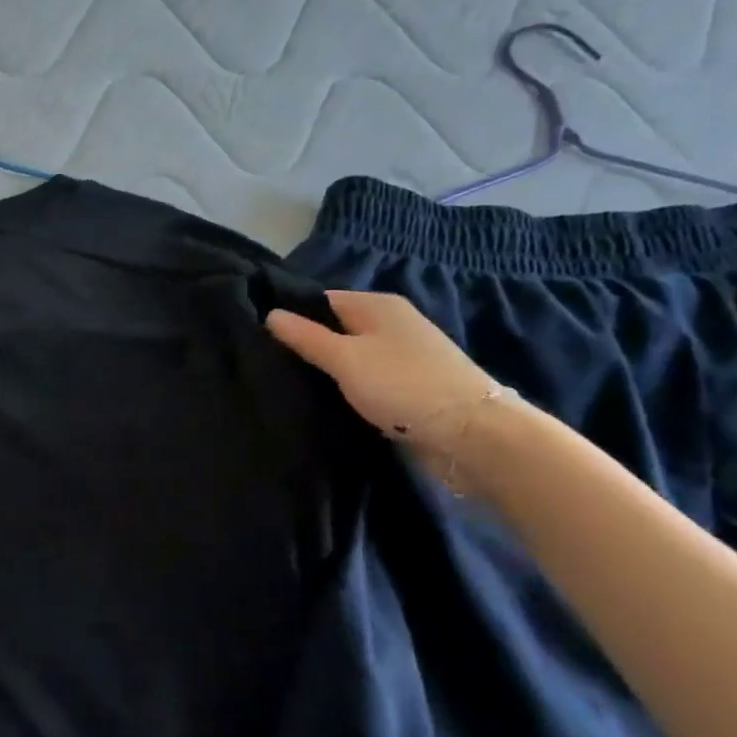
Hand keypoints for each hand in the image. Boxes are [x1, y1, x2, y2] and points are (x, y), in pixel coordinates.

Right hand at [266, 292, 500, 451]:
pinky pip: (370, 380)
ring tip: (294, 387)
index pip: (321, 301)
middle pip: (338, 329)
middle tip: (273, 367)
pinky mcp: (413, 386)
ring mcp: (405, 356)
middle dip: (309, 346)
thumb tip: (270, 313)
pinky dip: (351, 389)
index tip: (263, 340)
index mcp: (377, 305)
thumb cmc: (403, 386)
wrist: (473, 435)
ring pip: (353, 357)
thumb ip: (306, 337)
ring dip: (330, 372)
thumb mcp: (345, 359)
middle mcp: (393, 323)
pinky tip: (330, 404)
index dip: (293, 317)